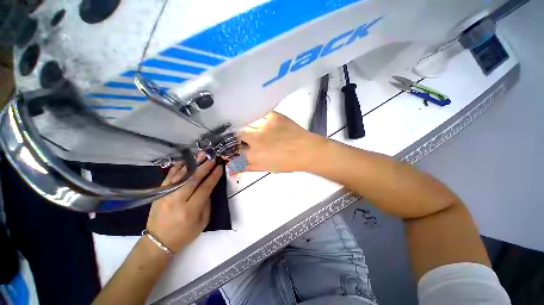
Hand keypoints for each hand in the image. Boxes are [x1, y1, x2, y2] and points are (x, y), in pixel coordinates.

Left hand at [146, 154, 222, 252]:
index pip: (205, 188)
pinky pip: (169, 177)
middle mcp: (177, 200)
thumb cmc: (184, 234)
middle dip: (205, 167)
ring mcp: (166, 195)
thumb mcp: (202, 222)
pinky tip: (186, 161)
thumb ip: (207, 203)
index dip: (213, 176)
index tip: (220, 167)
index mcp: (190, 210)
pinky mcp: (159, 193)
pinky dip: (178, 167)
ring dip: (193, 164)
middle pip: (193, 179)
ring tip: (201, 154)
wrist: (158, 241)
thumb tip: (209, 187)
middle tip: (212, 158)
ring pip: (181, 175)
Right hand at [239, 112, 324, 172]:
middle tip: (246, 138)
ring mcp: (264, 125)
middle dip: (239, 137)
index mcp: (253, 155)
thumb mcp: (266, 168)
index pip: (234, 151)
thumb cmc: (287, 163)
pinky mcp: (273, 116)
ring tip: (257, 130)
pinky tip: (265, 123)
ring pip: (247, 123)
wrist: (307, 150)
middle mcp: (255, 139)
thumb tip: (232, 167)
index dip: (232, 150)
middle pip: (237, 134)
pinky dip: (259, 119)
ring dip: (249, 127)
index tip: (235, 148)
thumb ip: (248, 167)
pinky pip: (260, 115)